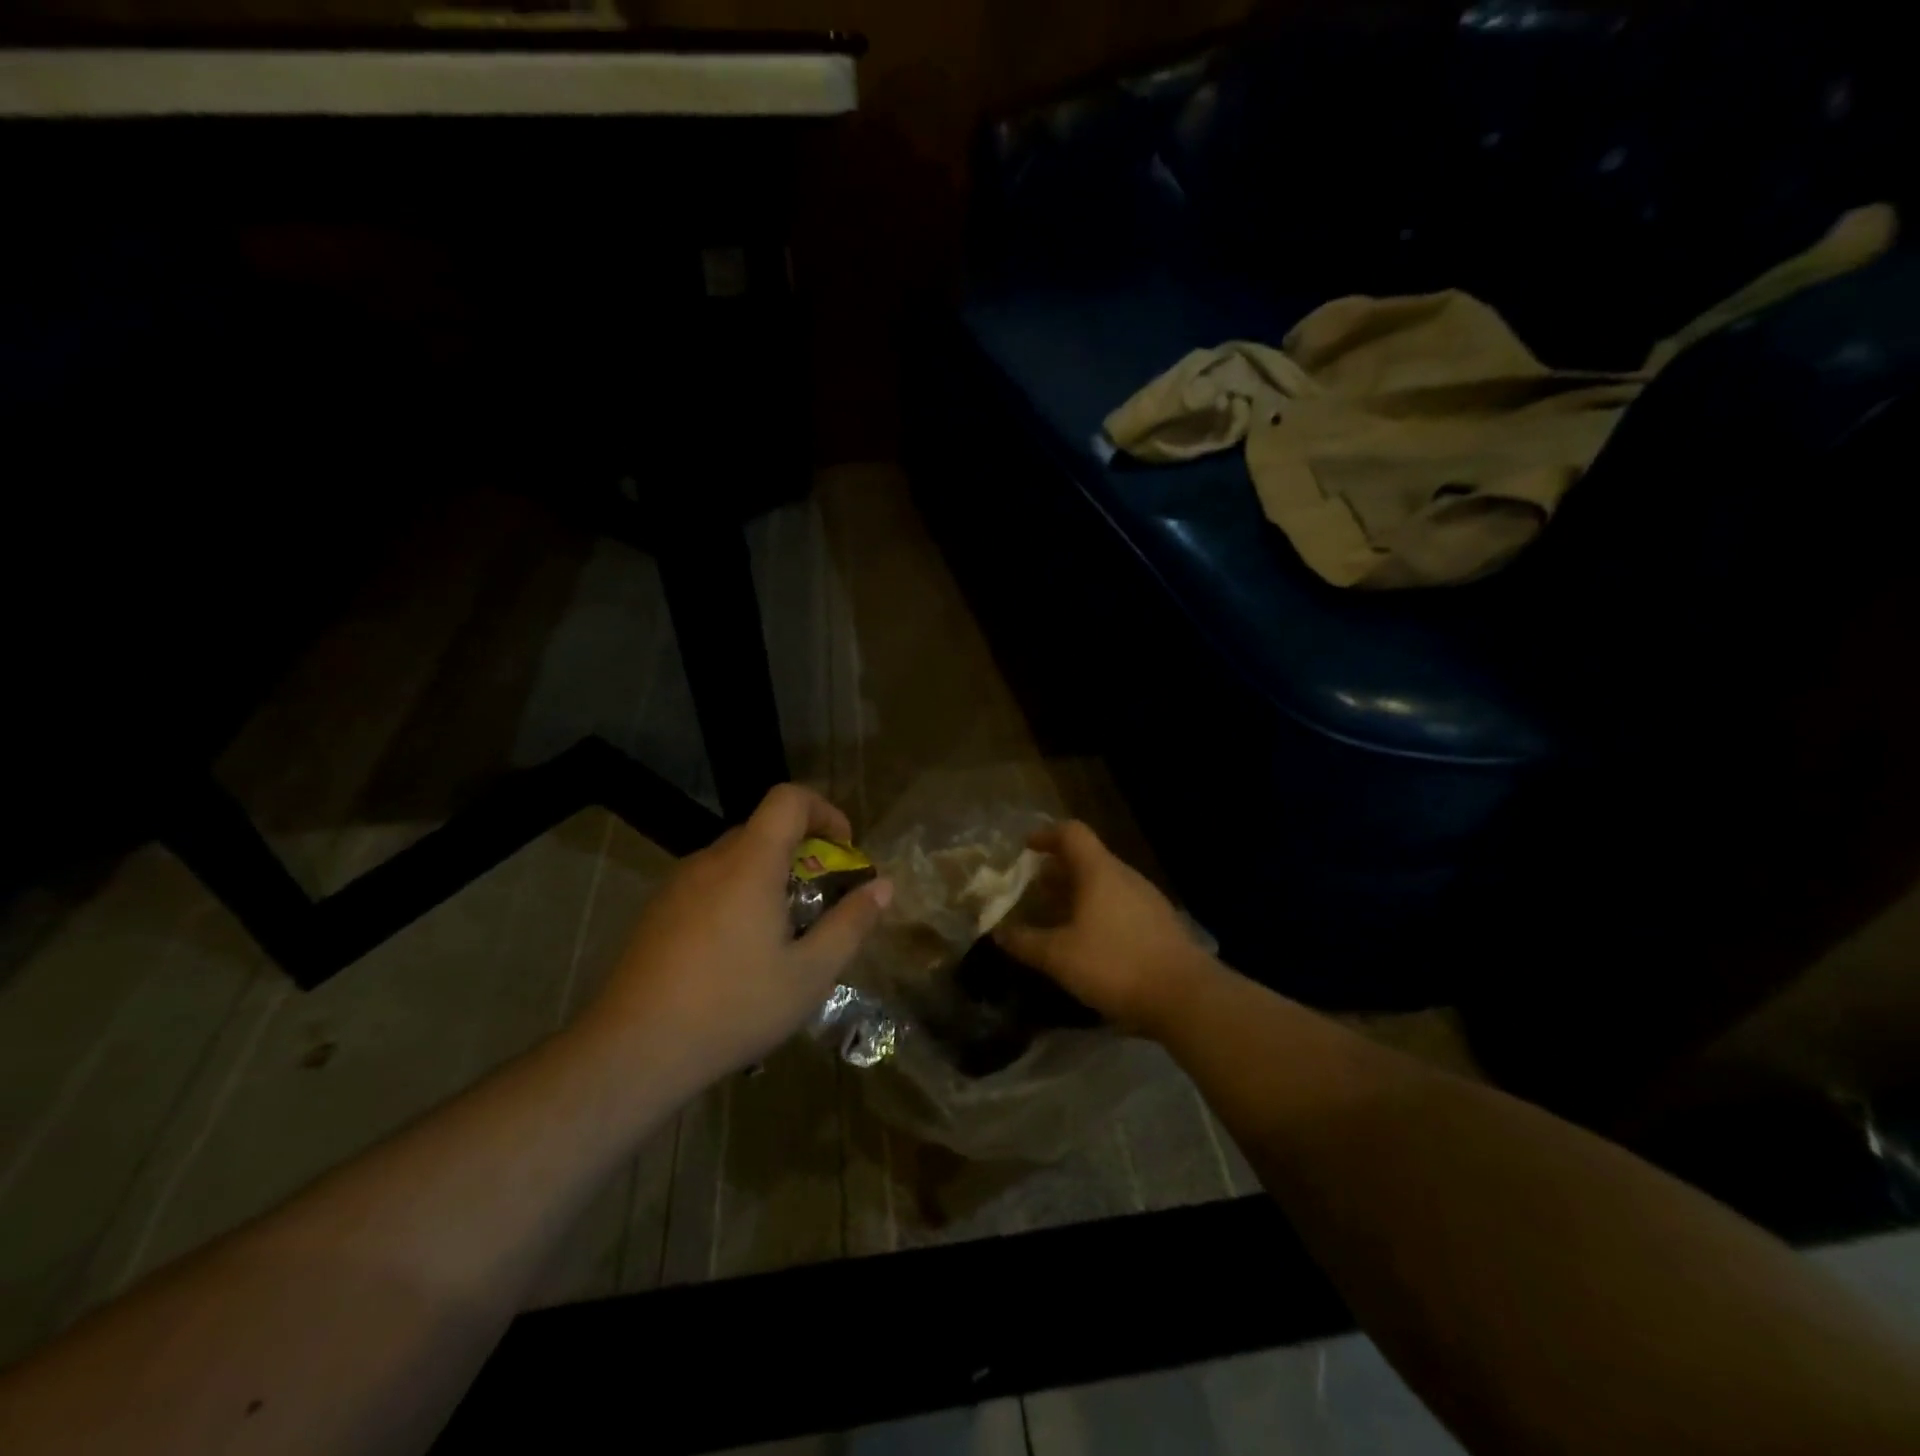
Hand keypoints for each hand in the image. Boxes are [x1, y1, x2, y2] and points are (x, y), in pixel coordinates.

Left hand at [579, 784, 891, 1086]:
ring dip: (768, 878)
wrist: (632, 1051)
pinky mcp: (656, 912)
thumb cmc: (733, 1007)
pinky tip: (736, 955)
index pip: (788, 799)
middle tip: (821, 901)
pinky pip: (708, 884)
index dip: (824, 811)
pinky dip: (736, 897)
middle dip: (802, 852)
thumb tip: (883, 887)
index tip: (844, 849)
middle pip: (763, 829)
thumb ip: (851, 924)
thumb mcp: (809, 975)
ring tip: (782, 935)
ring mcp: (676, 885)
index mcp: (749, 864)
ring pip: (735, 860)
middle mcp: (710, 861)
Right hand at [994, 821, 1215, 1035]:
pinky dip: (1096, 911)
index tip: (1025, 848)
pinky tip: (1087, 940)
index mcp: (1100, 871)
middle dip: (1057, 870)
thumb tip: (998, 933)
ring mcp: (1146, 899)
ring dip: (1077, 892)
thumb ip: (1026, 942)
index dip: (1046, 835)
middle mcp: (1124, 876)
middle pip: (1087, 858)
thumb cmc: (1115, 964)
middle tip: (1033, 888)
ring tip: (1055, 915)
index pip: (1072, 833)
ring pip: (1104, 883)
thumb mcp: (1059, 957)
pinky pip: (1119, 904)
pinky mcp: (1159, 924)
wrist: (1185, 996)